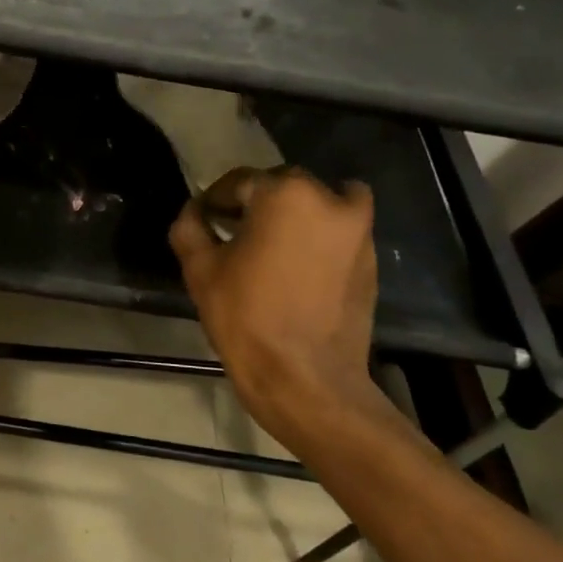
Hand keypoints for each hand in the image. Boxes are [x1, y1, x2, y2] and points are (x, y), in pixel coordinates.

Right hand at [169, 167, 392, 449]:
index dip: (215, 201)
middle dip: (257, 204)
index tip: (204, 222)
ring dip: (294, 217)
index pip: (239, 182)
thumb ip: (190, 228)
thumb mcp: (200, 269)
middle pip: (283, 187)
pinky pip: (339, 235)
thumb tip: (194, 212)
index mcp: (285, 194)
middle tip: (233, 235)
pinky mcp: (372, 263)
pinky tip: (295, 271)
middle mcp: (330, 201)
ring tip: (270, 250)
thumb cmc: (246, 316)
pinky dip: (318, 240)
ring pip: (319, 206)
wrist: (306, 380)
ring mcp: (359, 232)